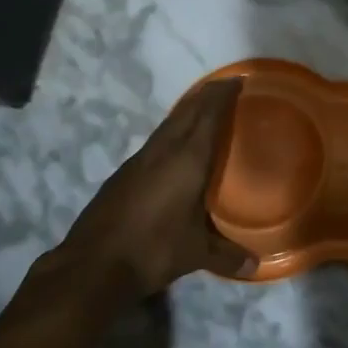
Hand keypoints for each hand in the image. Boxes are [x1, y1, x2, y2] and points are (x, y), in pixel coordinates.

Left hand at [47, 79, 255, 310]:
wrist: (92, 264)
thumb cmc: (153, 249)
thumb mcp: (195, 254)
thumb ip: (227, 256)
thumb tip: (255, 266)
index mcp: (187, 159)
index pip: (208, 115)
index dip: (222, 95)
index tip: (237, 81)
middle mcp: (163, 151)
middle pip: (187, 111)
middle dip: (206, 95)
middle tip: (224, 87)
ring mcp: (139, 160)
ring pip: (168, 124)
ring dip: (186, 111)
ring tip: (202, 109)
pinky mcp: (123, 174)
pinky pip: (155, 140)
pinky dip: (170, 131)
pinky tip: (172, 146)